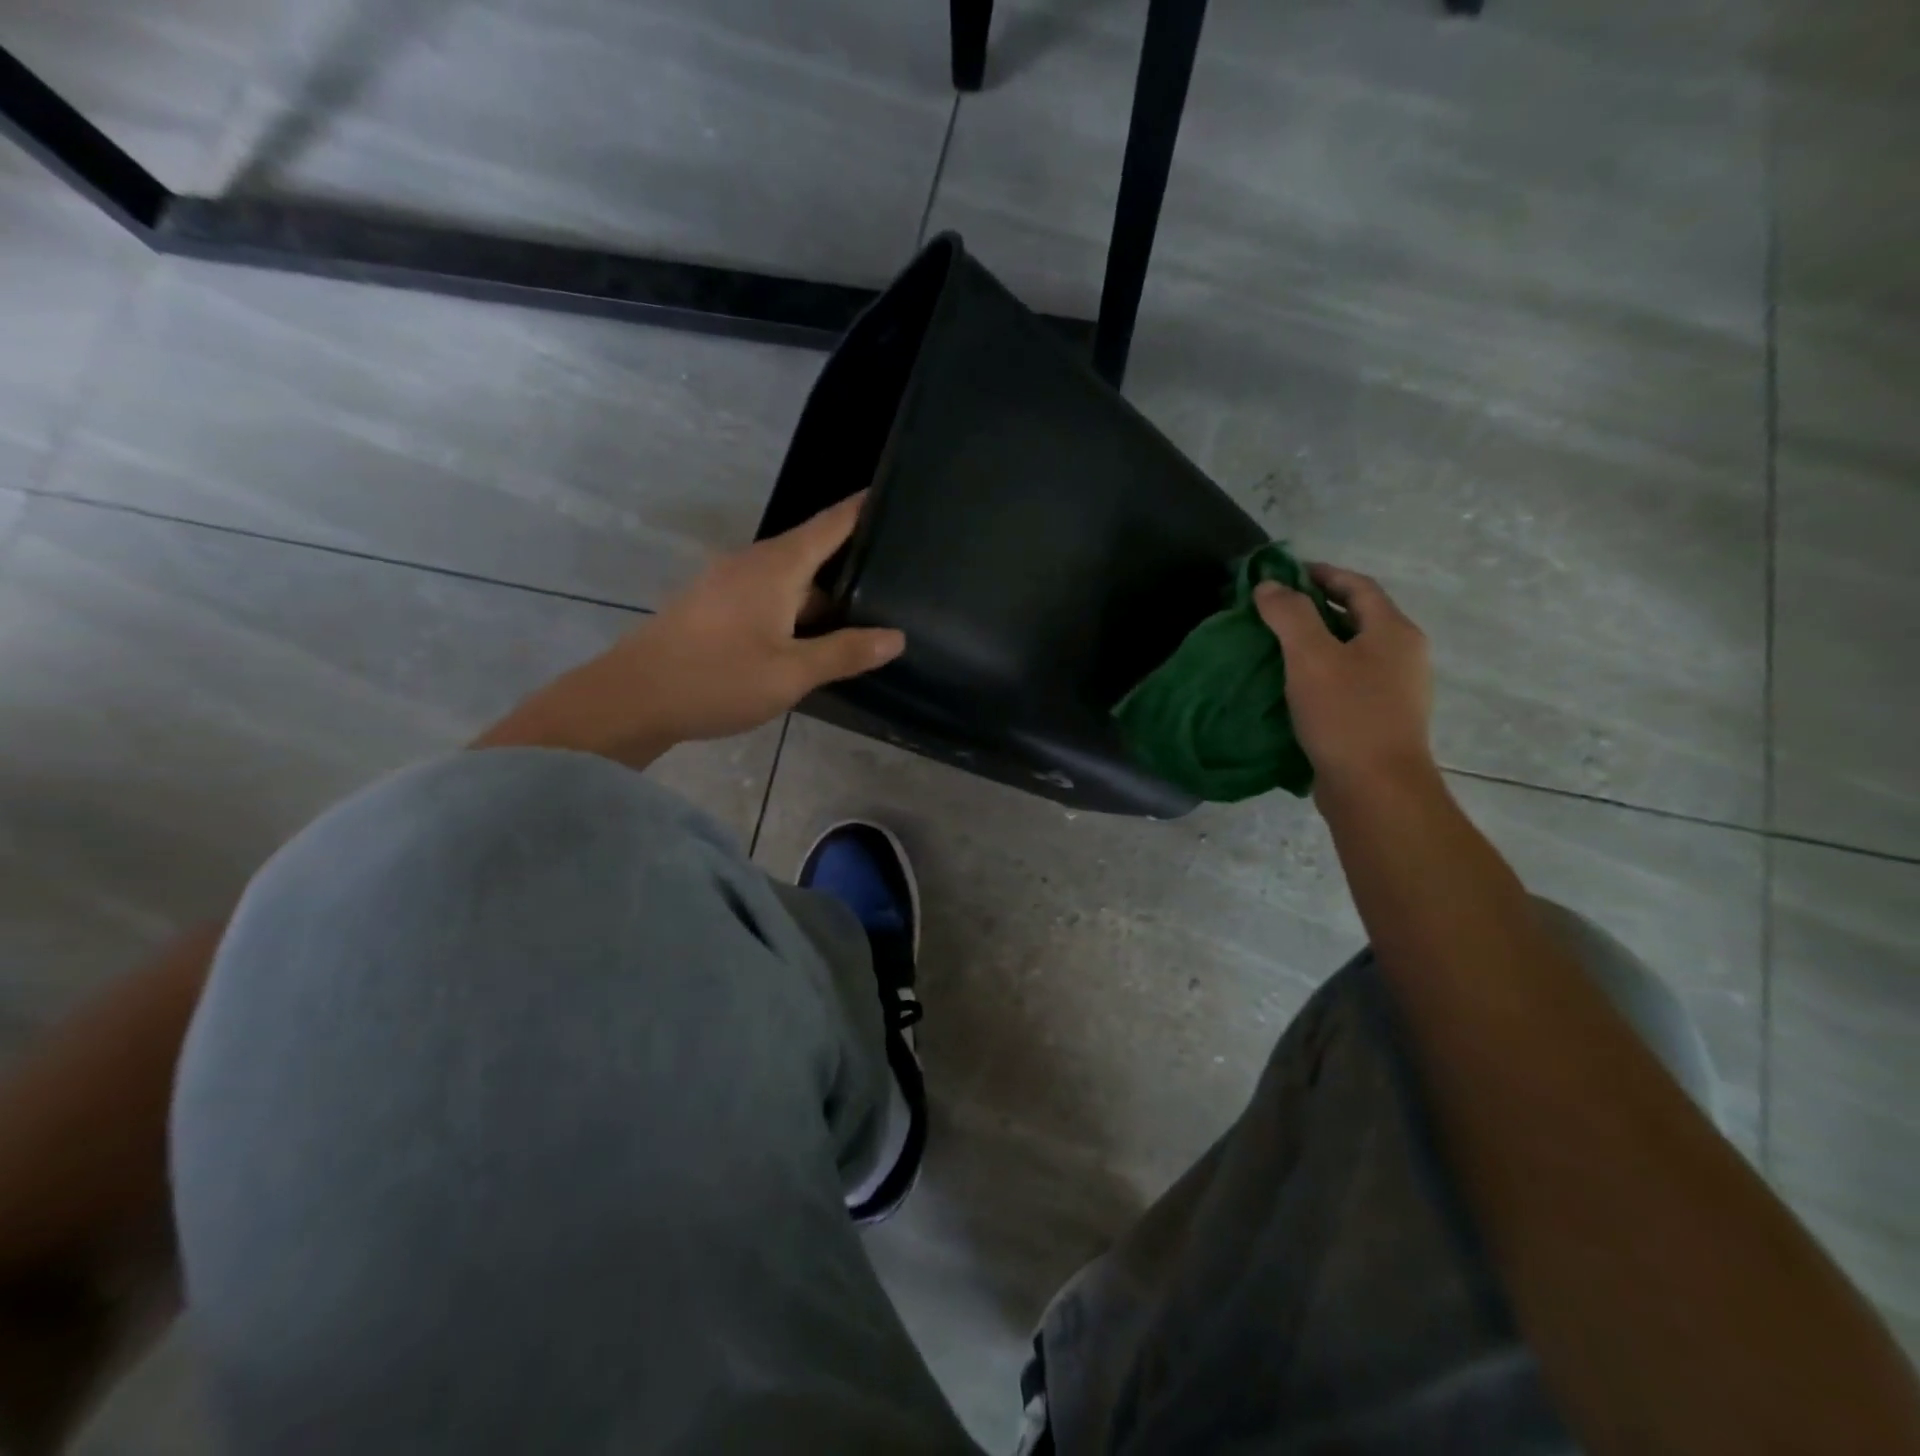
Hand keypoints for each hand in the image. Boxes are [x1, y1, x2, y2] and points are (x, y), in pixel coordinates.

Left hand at [624, 493, 905, 742]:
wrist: (631, 700)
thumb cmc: (718, 678)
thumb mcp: (792, 673)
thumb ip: (845, 652)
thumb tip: (896, 637)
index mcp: (776, 566)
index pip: (831, 523)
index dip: (863, 509)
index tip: (894, 495)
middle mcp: (751, 564)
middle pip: (812, 556)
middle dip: (850, 567)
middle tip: (894, 584)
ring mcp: (727, 585)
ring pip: (788, 584)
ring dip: (819, 601)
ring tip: (860, 624)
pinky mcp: (712, 608)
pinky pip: (765, 601)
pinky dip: (792, 615)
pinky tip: (807, 646)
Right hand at [1253, 564, 1433, 788]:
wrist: (1376, 789)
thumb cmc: (1346, 715)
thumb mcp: (1310, 658)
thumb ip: (1289, 615)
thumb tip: (1270, 586)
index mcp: (1394, 631)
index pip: (1358, 586)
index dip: (1322, 574)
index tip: (1284, 574)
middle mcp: (1404, 654)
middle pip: (1359, 616)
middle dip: (1317, 608)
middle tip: (1274, 610)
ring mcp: (1397, 689)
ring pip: (1354, 650)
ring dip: (1319, 641)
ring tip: (1278, 646)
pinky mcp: (1383, 718)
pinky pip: (1351, 680)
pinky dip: (1323, 671)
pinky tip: (1296, 686)